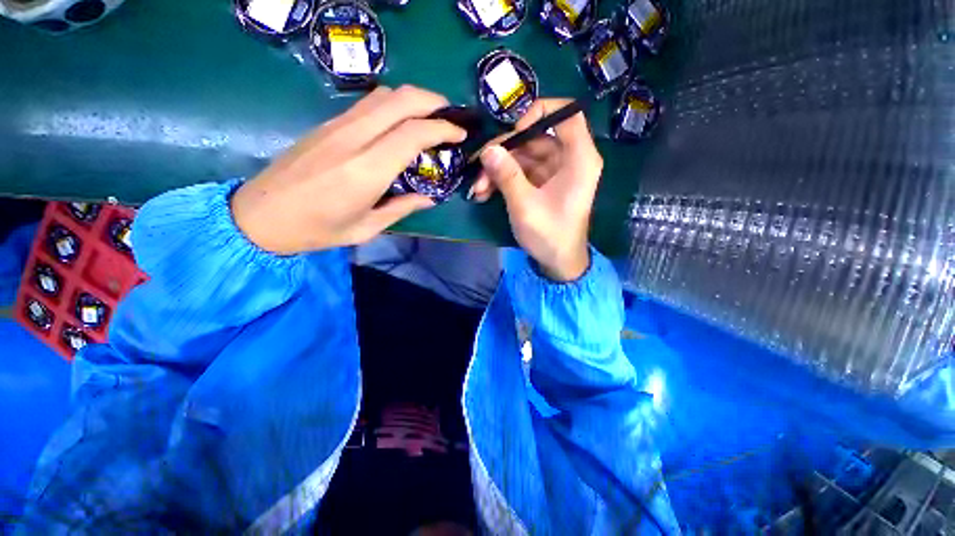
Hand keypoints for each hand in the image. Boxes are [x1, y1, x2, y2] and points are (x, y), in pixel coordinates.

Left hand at [231, 86, 465, 254]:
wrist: (260, 215)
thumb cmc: (317, 230)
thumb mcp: (366, 228)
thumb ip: (402, 208)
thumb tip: (429, 198)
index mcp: (366, 170)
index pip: (412, 133)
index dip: (442, 128)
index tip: (460, 134)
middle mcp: (353, 139)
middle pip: (400, 99)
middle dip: (433, 101)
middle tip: (451, 118)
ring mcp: (337, 127)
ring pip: (383, 95)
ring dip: (413, 100)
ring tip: (430, 118)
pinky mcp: (327, 125)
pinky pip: (367, 104)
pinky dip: (393, 106)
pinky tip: (400, 124)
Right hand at [471, 99, 602, 280]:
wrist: (558, 262)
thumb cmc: (549, 235)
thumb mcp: (525, 205)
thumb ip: (507, 175)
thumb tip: (487, 149)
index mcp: (579, 158)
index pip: (567, 114)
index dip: (539, 113)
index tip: (514, 131)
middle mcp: (569, 159)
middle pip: (535, 137)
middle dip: (504, 152)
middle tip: (478, 167)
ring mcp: (554, 172)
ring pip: (523, 156)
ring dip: (498, 170)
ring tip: (478, 189)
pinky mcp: (543, 184)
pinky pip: (521, 172)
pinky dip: (503, 180)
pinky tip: (485, 193)